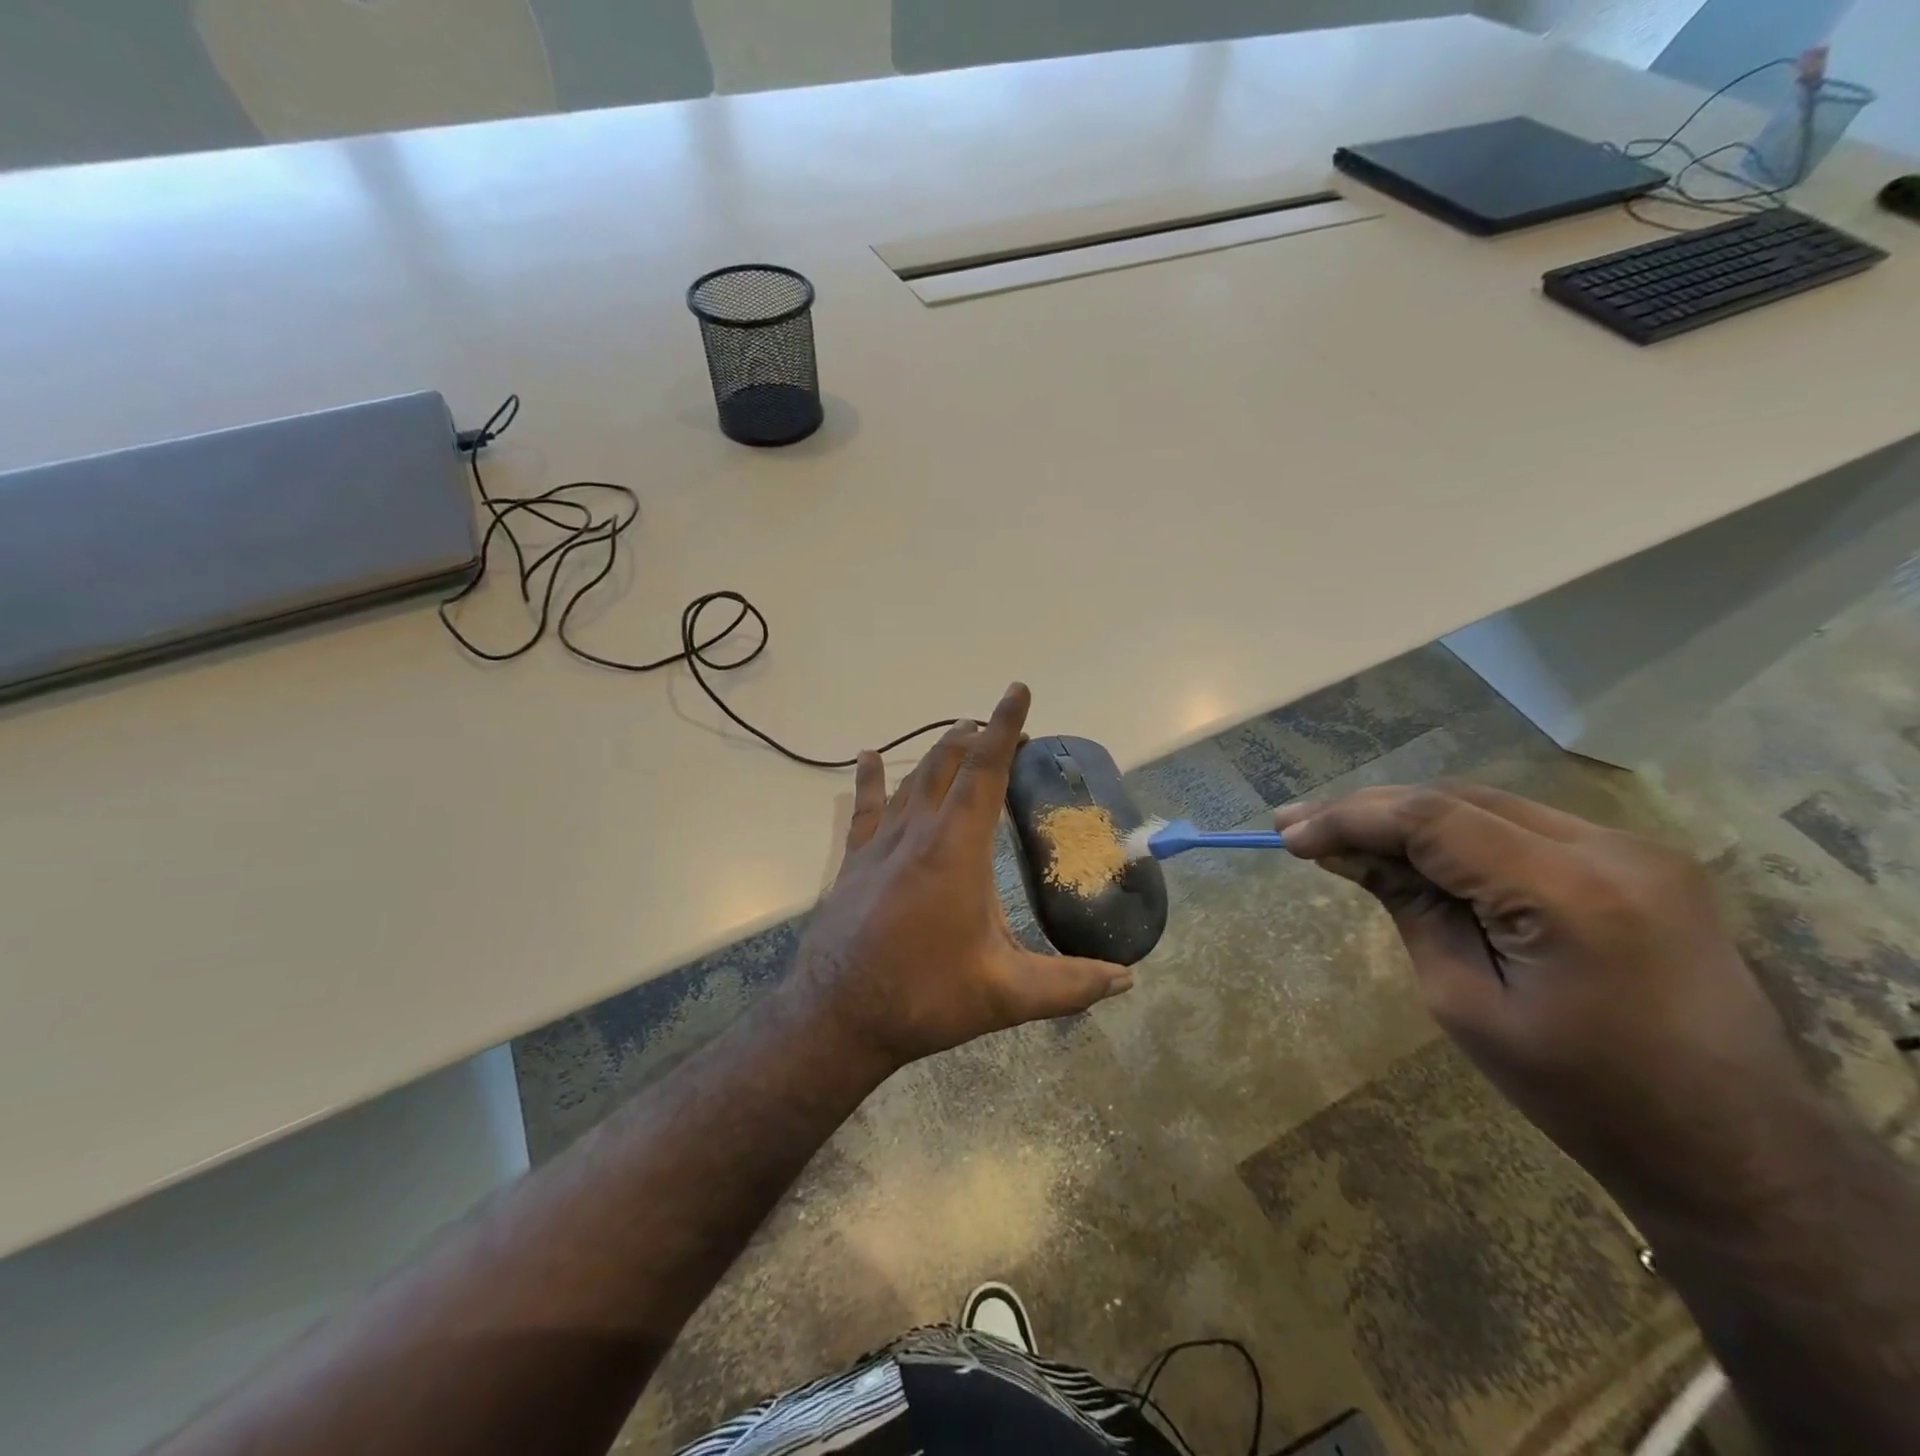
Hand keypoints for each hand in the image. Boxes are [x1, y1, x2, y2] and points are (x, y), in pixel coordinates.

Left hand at [792, 683, 1133, 1072]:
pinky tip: (866, 756)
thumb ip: (1070, 984)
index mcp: (956, 849)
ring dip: (939, 752)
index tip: (1017, 690)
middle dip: (978, 736)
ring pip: (912, 779)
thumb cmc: (925, 997)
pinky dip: (870, 779)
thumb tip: (1126, 979)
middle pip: (947, 763)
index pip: (985, 770)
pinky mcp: (855, 862)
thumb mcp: (1006, 994)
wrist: (837, 1016)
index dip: (1003, 727)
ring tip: (961, 735)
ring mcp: (880, 844)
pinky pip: (865, 808)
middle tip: (1005, 731)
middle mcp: (917, 832)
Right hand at [1277, 783, 1815, 1219]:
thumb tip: (1346, 853)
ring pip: (1486, 803)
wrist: (1734, 1146)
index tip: (1288, 836)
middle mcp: (1610, 848)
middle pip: (1456, 798)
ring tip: (1343, 836)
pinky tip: (1416, 852)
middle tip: (1299, 827)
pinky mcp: (1639, 860)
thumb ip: (1409, 908)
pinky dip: (1457, 832)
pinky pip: (1522, 825)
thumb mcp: (1465, 1002)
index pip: (1431, 819)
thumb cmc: (1583, 1095)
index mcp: (1570, 892)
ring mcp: (1634, 848)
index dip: (1349, 818)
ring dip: (1409, 817)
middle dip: (1370, 810)